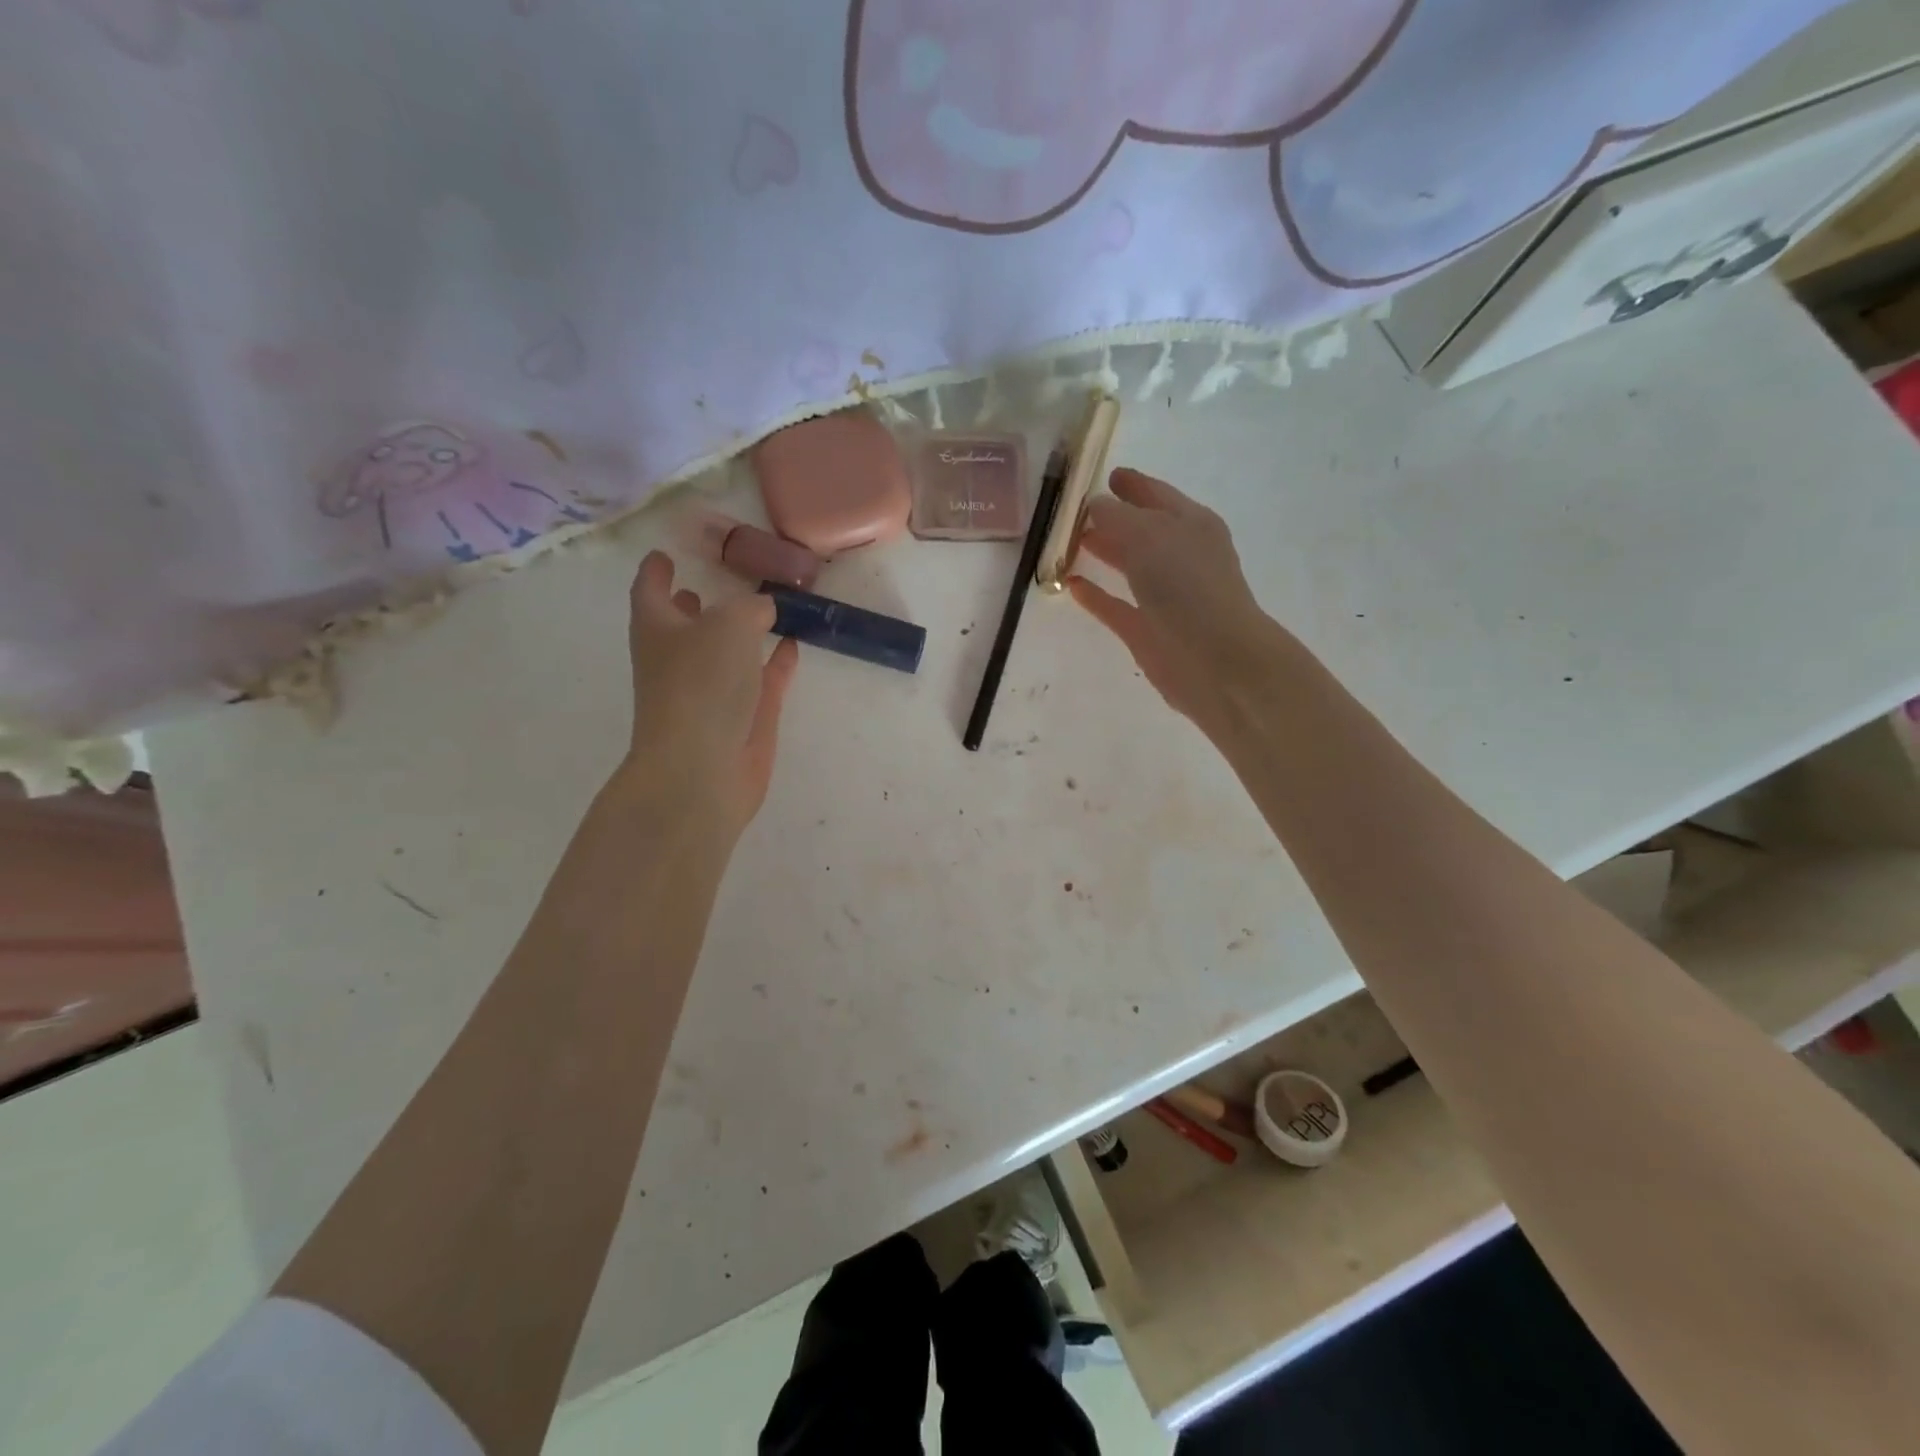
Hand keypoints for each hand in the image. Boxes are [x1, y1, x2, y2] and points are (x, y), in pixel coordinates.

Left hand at [620, 551, 799, 832]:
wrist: (703, 769)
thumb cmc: (701, 685)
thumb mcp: (730, 624)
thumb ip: (751, 607)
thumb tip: (763, 609)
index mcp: (658, 630)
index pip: (651, 589)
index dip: (657, 570)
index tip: (665, 554)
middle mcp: (679, 659)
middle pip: (685, 624)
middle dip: (696, 603)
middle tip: (721, 578)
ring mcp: (712, 692)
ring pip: (727, 653)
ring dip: (741, 632)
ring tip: (766, 606)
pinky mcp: (743, 719)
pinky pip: (761, 679)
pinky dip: (775, 662)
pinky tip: (794, 644)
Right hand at [1069, 468, 1275, 734]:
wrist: (1215, 660)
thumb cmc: (1187, 586)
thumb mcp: (1149, 535)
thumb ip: (1116, 517)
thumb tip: (1095, 507)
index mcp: (1191, 524)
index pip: (1157, 495)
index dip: (1133, 484)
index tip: (1107, 475)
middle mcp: (1180, 556)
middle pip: (1141, 529)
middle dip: (1113, 519)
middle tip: (1078, 511)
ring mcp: (1164, 595)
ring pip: (1128, 566)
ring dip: (1104, 553)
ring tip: (1071, 543)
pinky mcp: (1146, 630)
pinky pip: (1114, 605)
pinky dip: (1095, 595)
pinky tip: (1071, 585)